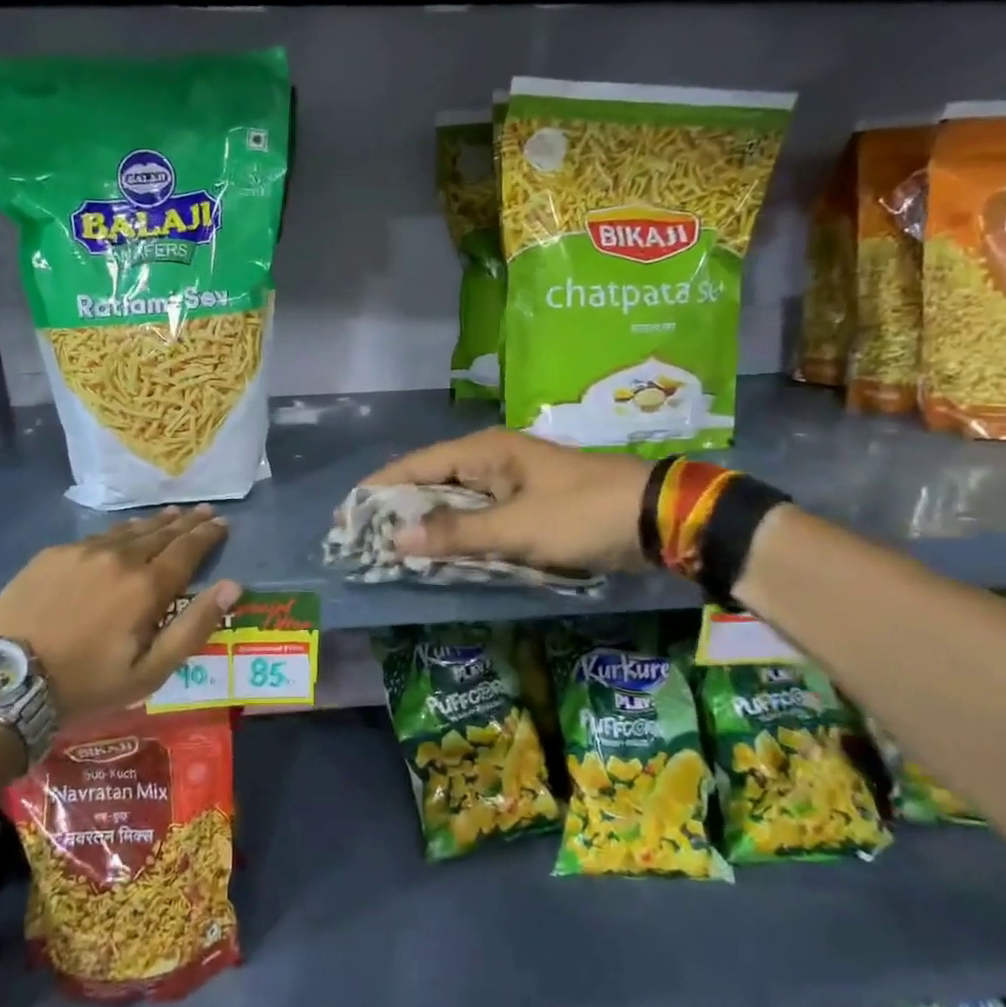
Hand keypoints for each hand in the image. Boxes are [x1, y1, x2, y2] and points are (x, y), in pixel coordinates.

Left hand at [0, 506, 239, 724]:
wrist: (6, 681)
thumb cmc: (87, 684)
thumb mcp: (150, 671)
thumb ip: (194, 626)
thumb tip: (232, 585)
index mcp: (146, 587)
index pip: (187, 550)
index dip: (207, 535)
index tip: (221, 522)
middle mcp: (119, 558)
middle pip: (161, 533)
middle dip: (186, 522)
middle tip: (203, 511)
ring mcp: (82, 552)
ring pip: (128, 531)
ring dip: (154, 523)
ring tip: (170, 514)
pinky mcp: (53, 555)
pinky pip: (96, 537)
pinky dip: (118, 533)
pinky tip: (121, 535)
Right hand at [360, 429, 652, 575]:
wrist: (658, 517)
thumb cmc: (582, 514)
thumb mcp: (516, 529)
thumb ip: (454, 534)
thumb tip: (394, 538)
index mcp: (484, 452)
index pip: (415, 466)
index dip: (380, 490)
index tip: (347, 516)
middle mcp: (493, 459)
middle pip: (432, 481)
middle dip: (400, 510)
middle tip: (365, 541)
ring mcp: (512, 481)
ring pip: (456, 501)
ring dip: (429, 524)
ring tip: (393, 551)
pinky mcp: (529, 502)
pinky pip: (481, 516)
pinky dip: (460, 534)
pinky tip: (443, 554)